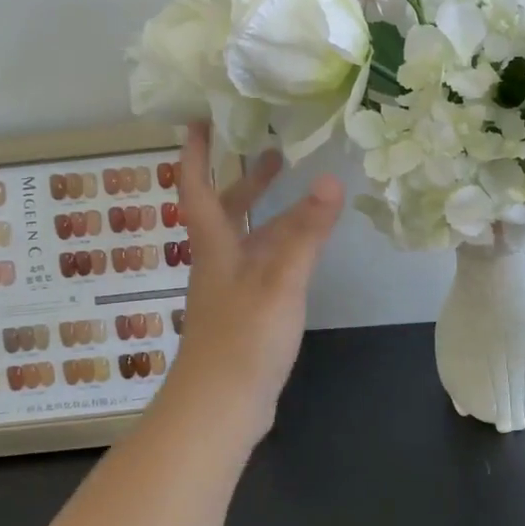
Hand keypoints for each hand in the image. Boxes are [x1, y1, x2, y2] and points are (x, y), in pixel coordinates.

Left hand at [160, 122, 343, 444]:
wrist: (220, 408)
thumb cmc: (243, 338)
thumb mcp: (280, 280)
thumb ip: (305, 232)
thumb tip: (329, 179)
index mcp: (214, 244)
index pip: (195, 186)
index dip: (195, 151)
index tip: (201, 118)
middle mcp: (217, 259)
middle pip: (223, 206)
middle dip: (242, 175)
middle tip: (269, 145)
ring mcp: (230, 286)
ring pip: (245, 234)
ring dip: (263, 207)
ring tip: (293, 184)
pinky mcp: (245, 310)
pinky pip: (261, 260)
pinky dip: (278, 241)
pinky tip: (301, 244)